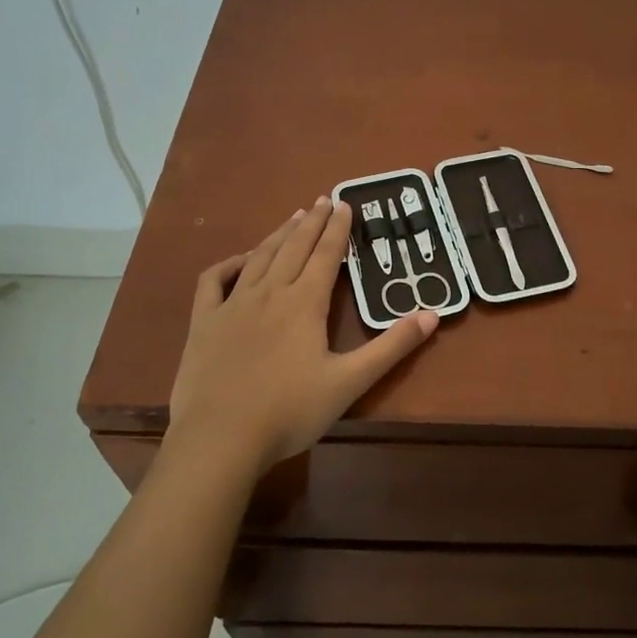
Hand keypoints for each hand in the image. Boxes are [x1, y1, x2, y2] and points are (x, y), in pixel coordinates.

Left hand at [167, 197, 436, 473]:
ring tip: (293, 217)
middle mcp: (270, 293)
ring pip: (259, 257)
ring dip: (278, 234)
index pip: (327, 255)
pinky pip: (214, 281)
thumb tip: (432, 313)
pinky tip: (240, 259)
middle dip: (312, 222)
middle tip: (323, 199)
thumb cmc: (290, 411)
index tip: (345, 203)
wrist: (221, 438)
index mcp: (305, 303)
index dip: (338, 229)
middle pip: (294, 248)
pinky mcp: (204, 322)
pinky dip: (228, 263)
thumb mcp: (350, 382)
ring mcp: (233, 305)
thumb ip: (392, 346)